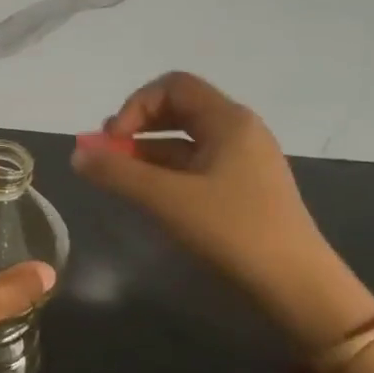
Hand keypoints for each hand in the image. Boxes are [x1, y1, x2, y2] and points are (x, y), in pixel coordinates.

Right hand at [70, 72, 373, 348]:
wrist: (296, 287)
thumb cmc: (232, 231)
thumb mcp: (166, 199)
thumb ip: (117, 172)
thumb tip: (77, 153)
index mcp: (229, 121)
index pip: (172, 86)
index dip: (135, 105)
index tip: (113, 140)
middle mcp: (238, 132)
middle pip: (177, 110)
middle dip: (136, 127)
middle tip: (108, 154)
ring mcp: (242, 162)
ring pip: (183, 141)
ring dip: (145, 152)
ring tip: (117, 177)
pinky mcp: (241, 190)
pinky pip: (194, 167)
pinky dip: (164, 173)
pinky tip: (146, 195)